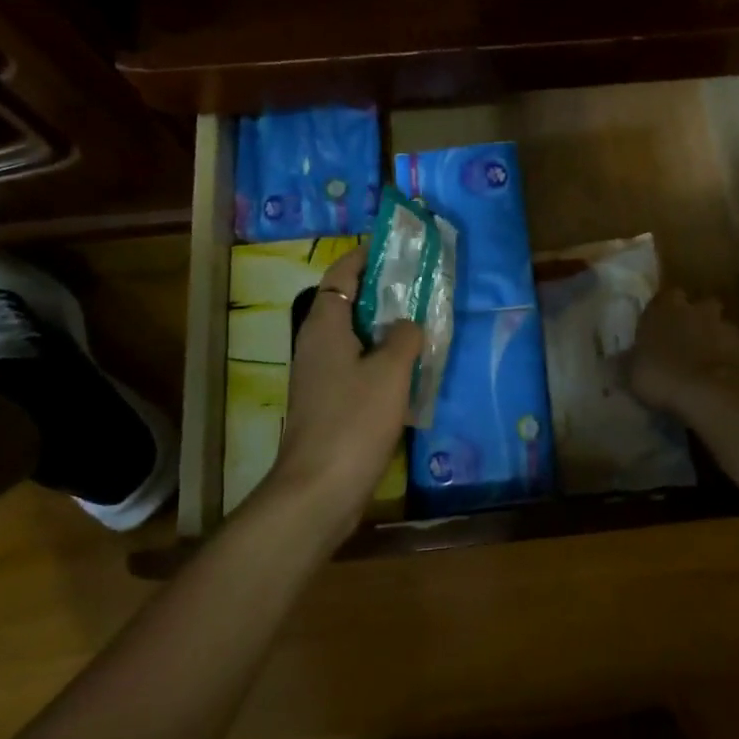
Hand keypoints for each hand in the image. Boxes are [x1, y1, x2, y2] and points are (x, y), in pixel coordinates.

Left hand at [269, 247, 420, 533]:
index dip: (366, 256)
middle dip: (382, 290)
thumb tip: (408, 324)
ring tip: (422, 323)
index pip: (342, 273)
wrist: (318, 490)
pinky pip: (356, 365)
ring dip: (384, 327)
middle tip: (420, 285)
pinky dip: (380, 358)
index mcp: (324, 325)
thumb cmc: (353, 421)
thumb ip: (404, 337)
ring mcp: (319, 375)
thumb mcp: (390, 372)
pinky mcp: (328, 403)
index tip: (396, 248)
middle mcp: (316, 344)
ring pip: (354, 336)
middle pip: (348, 302)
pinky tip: (408, 371)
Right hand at [629, 289, 738, 421]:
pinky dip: (729, 362)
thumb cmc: (664, 376)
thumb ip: (626, 362)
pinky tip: (721, 383)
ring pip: (718, 328)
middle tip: (682, 348)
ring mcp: (727, 326)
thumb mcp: (631, 373)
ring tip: (703, 369)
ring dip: (712, 343)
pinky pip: (735, 352)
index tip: (656, 332)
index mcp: (666, 307)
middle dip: (692, 323)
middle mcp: (698, 308)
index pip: (663, 298)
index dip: (660, 315)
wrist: (716, 395)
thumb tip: (613, 361)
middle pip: (696, 308)